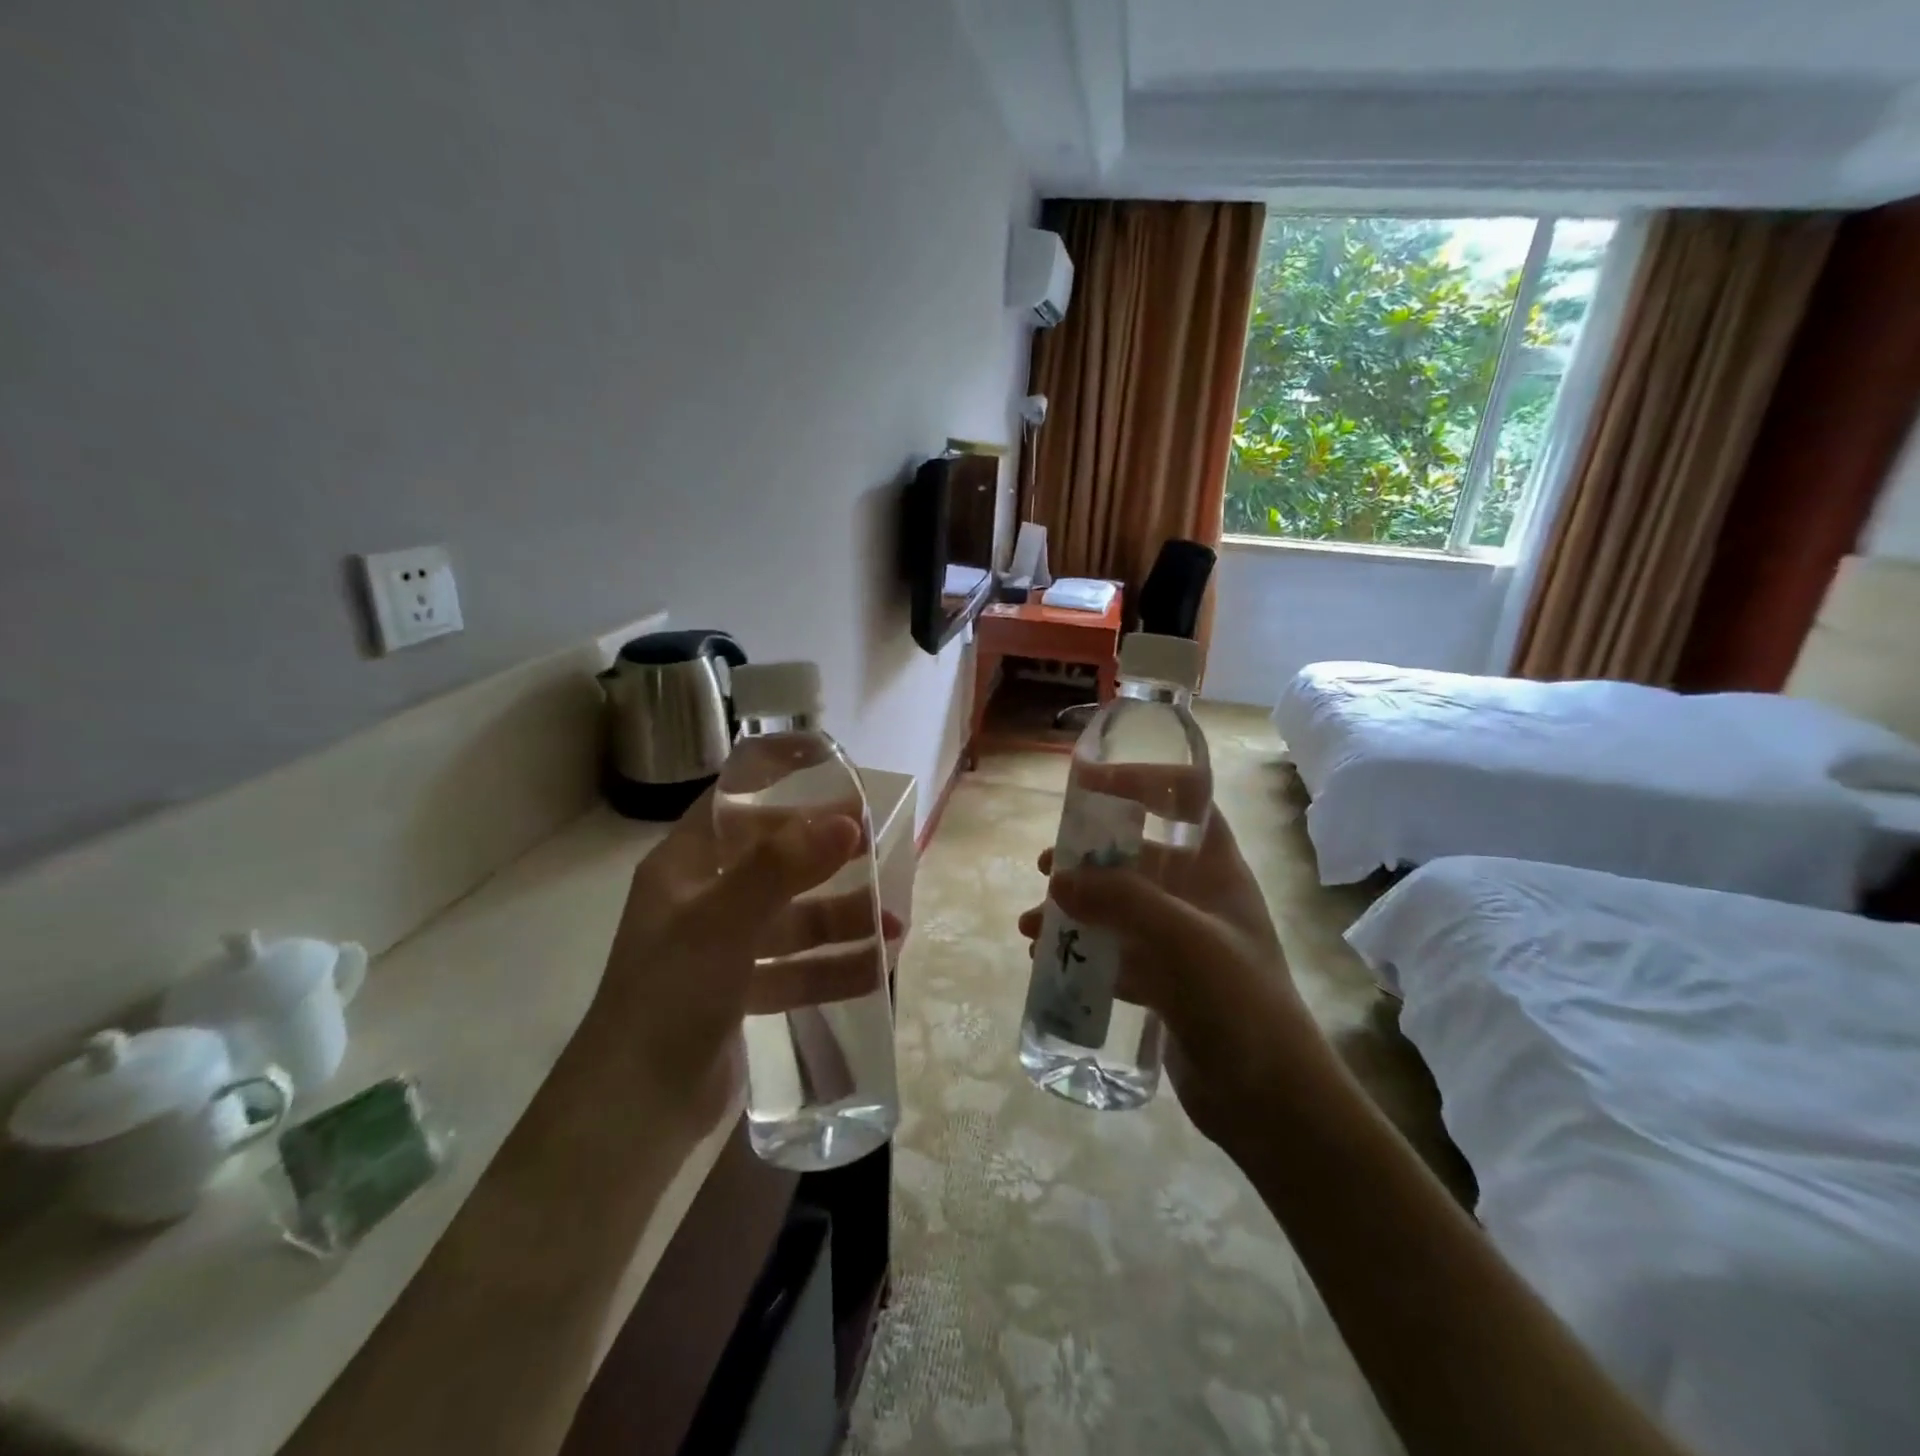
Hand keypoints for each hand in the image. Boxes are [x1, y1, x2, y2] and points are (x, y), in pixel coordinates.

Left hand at [582, 791, 901, 1133]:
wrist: (635, 1110)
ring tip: (893, 927)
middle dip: (827, 862)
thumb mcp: (723, 921)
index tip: (837, 782)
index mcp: (684, 868)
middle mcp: (703, 902)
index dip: (783, 788)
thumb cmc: (671, 995)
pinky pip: (795, 968)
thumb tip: (846, 821)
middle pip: (775, 865)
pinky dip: (833, 966)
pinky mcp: (741, 995)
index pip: (735, 808)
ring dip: (842, 920)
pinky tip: (875, 970)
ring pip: (792, 920)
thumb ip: (782, 867)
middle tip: (878, 854)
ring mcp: (723, 950)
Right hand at [1018, 807, 1320, 1152]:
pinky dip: (1082, 951)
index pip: (1182, 797)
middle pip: (1137, 853)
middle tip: (1047, 867)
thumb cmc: (1238, 1001)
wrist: (1271, 1101)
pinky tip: (1047, 964)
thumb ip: (1121, 900)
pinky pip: (1114, 952)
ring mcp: (1179, 940)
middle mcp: (1197, 895)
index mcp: (1215, 867)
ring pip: (1118, 906)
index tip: (1087, 786)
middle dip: (1088, 855)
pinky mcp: (1164, 981)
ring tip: (1032, 927)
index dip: (1139, 781)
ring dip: (1074, 908)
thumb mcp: (1182, 938)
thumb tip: (1059, 880)